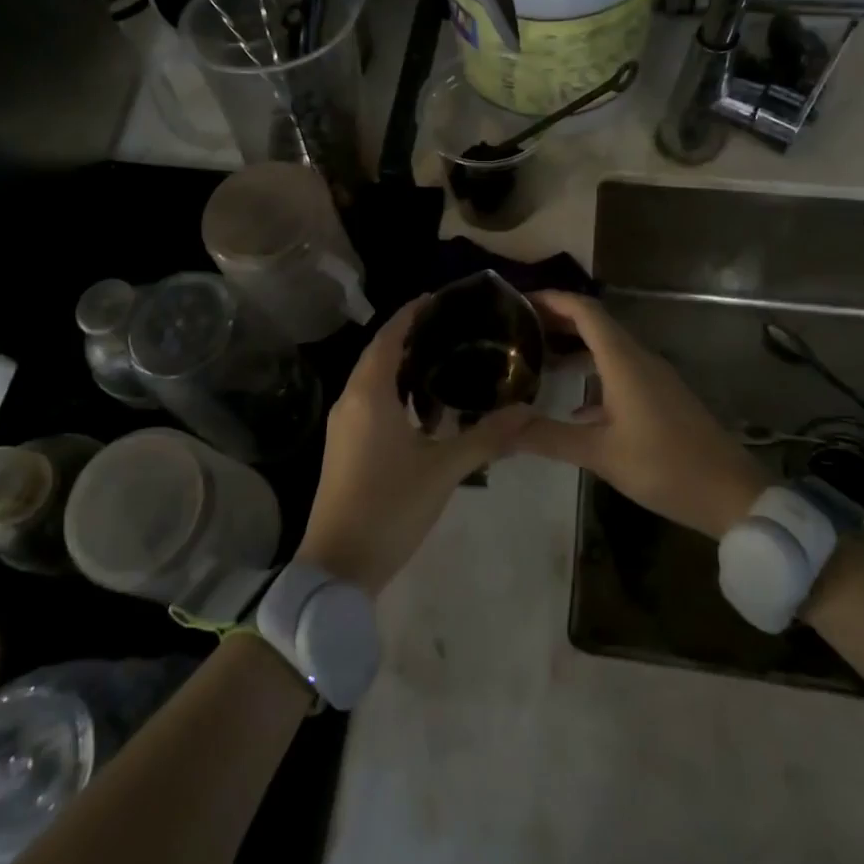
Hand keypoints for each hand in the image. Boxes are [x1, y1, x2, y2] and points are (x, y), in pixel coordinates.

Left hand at [294, 297, 533, 594]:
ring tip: (444, 357)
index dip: (412, 313)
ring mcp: (342, 423)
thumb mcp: (444, 470)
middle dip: (410, 334)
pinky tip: (424, 405)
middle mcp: (350, 399)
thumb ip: (486, 436)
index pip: (390, 336)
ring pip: (372, 377)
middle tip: (452, 325)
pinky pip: (369, 399)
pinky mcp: (343, 444)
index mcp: (369, 393)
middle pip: (379, 352)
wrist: (337, 565)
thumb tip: (526, 410)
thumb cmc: (390, 507)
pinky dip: (394, 389)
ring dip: (402, 363)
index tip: (441, 298)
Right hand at [518, 291, 767, 538]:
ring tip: (537, 361)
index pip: (585, 311)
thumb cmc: (664, 465)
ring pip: (607, 349)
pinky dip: (591, 374)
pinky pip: (619, 371)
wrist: (730, 493)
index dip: (552, 299)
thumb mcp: (600, 453)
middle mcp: (639, 359)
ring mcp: (653, 378)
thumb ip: (547, 436)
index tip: (519, 301)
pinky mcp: (660, 398)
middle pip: (595, 324)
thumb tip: (499, 427)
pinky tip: (571, 404)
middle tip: (518, 329)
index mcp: (624, 361)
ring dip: (574, 348)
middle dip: (557, 321)